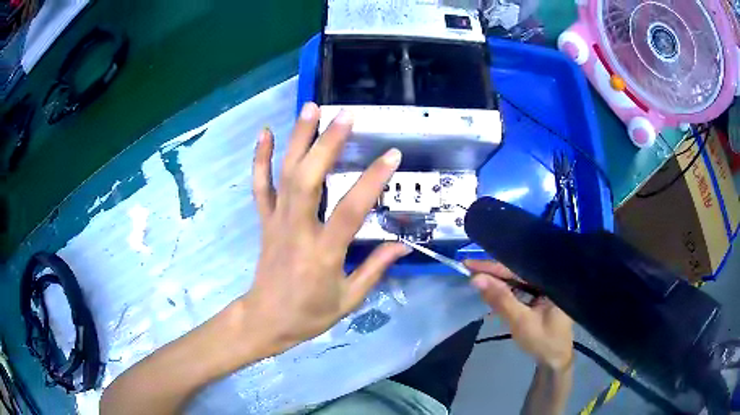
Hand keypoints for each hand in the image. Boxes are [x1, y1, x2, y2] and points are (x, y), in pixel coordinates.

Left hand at [244, 102, 410, 354]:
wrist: (266, 319)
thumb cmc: (309, 314)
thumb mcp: (348, 299)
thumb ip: (375, 269)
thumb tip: (403, 245)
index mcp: (322, 254)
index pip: (350, 210)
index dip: (371, 181)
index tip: (391, 155)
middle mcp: (297, 230)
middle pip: (308, 180)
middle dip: (326, 145)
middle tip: (344, 116)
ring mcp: (276, 221)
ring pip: (284, 175)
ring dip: (297, 139)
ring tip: (310, 108)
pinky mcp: (265, 220)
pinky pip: (260, 186)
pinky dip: (261, 158)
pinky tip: (266, 133)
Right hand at [466, 260, 573, 370]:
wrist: (555, 361)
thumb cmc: (543, 342)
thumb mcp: (521, 322)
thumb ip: (501, 299)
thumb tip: (476, 279)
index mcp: (551, 280)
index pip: (518, 268)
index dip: (493, 266)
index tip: (469, 264)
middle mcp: (550, 279)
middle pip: (518, 271)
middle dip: (493, 272)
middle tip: (468, 269)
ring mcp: (545, 288)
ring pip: (518, 279)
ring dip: (498, 281)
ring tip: (476, 278)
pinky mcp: (540, 297)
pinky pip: (520, 289)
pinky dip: (505, 291)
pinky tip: (491, 292)